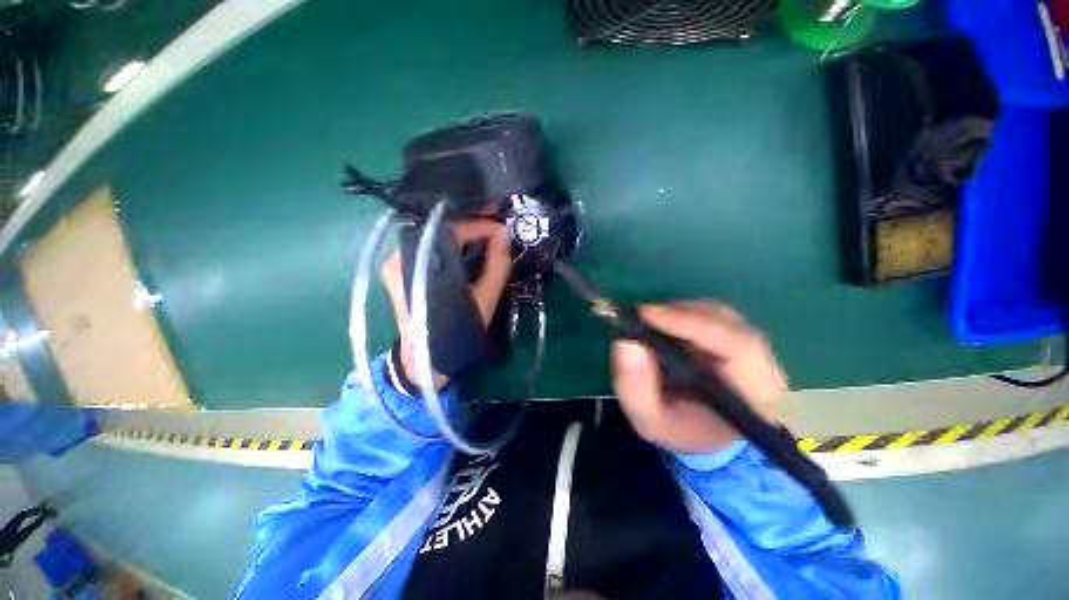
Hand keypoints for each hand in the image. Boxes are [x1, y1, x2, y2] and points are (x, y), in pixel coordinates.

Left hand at [381, 220, 512, 387]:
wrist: (426, 360)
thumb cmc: (457, 331)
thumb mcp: (484, 299)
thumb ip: (497, 264)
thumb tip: (505, 233)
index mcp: (422, 265)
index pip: (453, 230)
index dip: (481, 226)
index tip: (503, 230)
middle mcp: (400, 256)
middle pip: (441, 230)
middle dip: (472, 229)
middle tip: (497, 233)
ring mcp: (395, 262)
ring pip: (435, 238)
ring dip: (462, 237)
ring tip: (486, 240)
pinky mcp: (397, 270)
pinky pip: (428, 248)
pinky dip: (449, 246)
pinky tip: (467, 251)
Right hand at [611, 302, 787, 454]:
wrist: (702, 434)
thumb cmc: (680, 430)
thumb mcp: (649, 420)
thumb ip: (635, 388)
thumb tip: (625, 343)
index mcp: (757, 391)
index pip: (735, 345)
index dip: (690, 324)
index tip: (647, 314)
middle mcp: (763, 362)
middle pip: (726, 321)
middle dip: (679, 315)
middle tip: (640, 317)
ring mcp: (751, 345)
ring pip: (715, 313)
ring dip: (677, 313)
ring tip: (648, 324)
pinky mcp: (734, 335)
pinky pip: (709, 314)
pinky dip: (681, 314)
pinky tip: (663, 326)